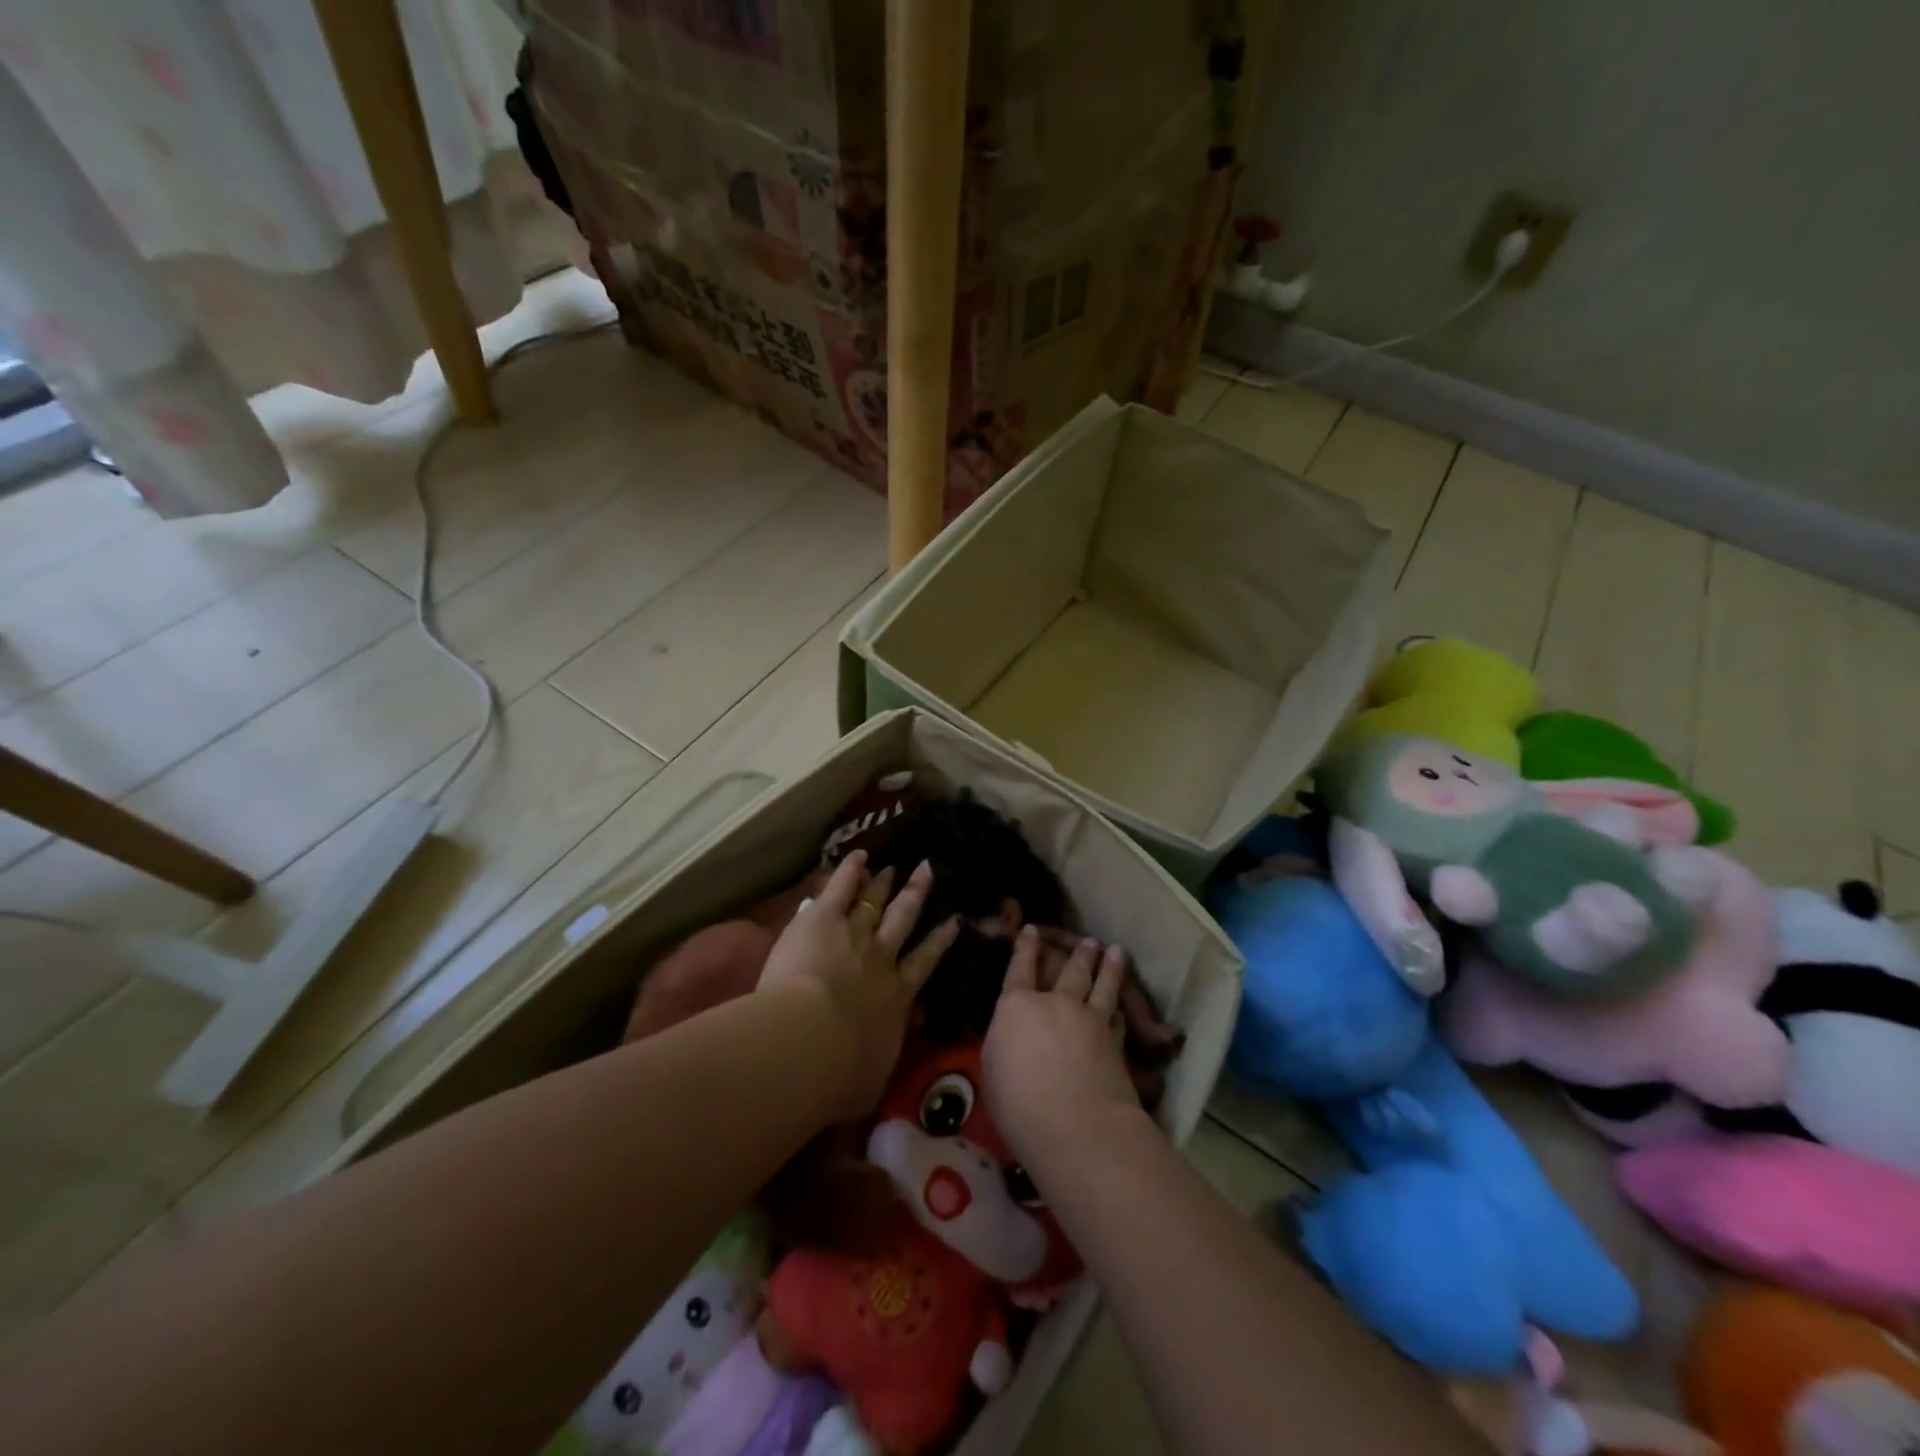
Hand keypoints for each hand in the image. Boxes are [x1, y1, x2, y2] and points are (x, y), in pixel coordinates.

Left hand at [758, 850, 958, 1118]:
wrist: (811, 1041)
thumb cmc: (840, 1074)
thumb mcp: (869, 1080)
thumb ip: (877, 1063)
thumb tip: (879, 1065)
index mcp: (896, 998)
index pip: (923, 963)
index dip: (939, 940)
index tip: (952, 921)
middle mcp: (882, 959)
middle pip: (903, 921)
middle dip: (916, 896)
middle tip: (928, 871)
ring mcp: (855, 934)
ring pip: (875, 903)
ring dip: (884, 884)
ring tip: (895, 866)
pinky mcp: (824, 919)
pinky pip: (840, 888)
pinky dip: (849, 870)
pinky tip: (858, 855)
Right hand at [982, 926, 1142, 1171]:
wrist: (1077, 1126)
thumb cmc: (1019, 1103)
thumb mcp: (993, 1071)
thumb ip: (1004, 1044)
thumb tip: (1013, 1036)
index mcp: (1017, 1007)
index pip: (1019, 968)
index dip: (1025, 947)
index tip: (1031, 929)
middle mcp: (1056, 1003)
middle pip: (1070, 970)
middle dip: (1078, 952)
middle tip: (1088, 940)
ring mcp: (1090, 1020)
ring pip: (1102, 985)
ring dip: (1109, 967)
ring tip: (1115, 951)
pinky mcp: (1115, 1042)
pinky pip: (1117, 1018)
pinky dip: (1119, 1010)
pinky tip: (1122, 1009)